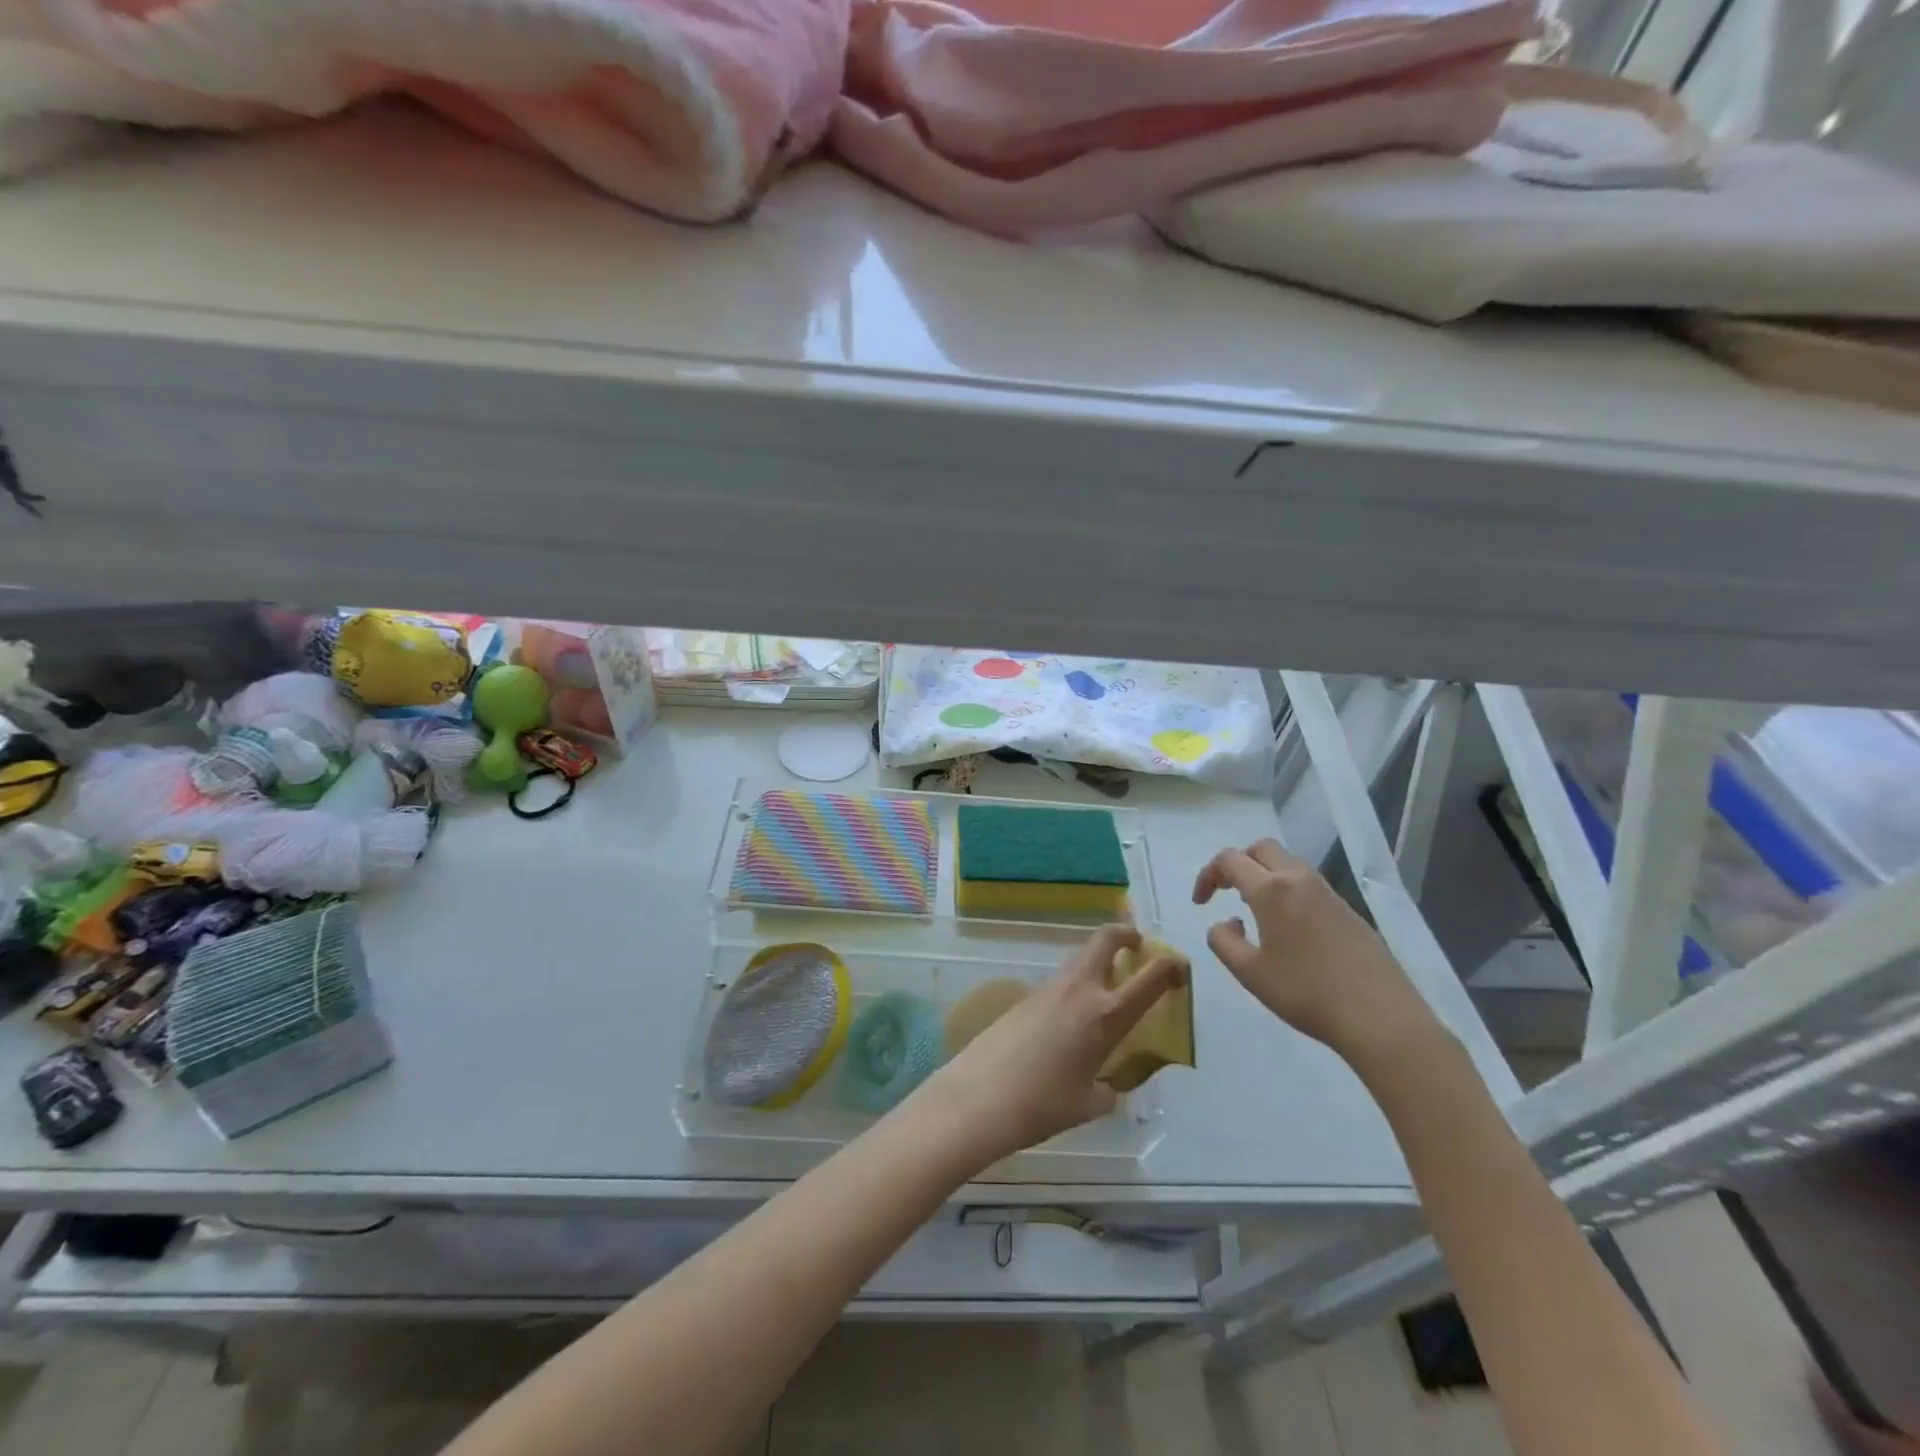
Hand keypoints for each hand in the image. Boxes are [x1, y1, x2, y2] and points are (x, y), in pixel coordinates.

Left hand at [913, 925, 1186, 1165]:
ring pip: (1081, 957)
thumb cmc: (1043, 1104)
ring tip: (1107, 986)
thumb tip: (1106, 1082)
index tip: (1180, 967)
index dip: (1171, 966)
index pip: (1150, 978)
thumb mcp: (1089, 1103)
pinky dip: (1076, 983)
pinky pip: (1061, 979)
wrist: (980, 1095)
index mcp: (1106, 1015)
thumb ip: (1108, 1087)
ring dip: (1099, 959)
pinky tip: (1072, 1015)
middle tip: (1137, 946)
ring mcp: (1050, 988)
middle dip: (1126, 935)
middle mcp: (1080, 990)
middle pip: (1106, 939)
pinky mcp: (1026, 995)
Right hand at [1193, 839, 1439, 1067]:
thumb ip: (1223, 942)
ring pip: (1288, 864)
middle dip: (1238, 863)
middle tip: (1225, 891)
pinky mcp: (1349, 911)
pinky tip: (1288, 928)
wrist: (1380, 1017)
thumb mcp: (1250, 973)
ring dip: (1264, 875)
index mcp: (1272, 889)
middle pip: (1262, 848)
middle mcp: (1300, 880)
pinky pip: (1308, 885)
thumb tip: (1226, 923)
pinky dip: (1287, 890)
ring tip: (1253, 909)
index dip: (1208, 875)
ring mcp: (1329, 893)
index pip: (1230, 860)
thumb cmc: (1306, 992)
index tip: (1201, 903)